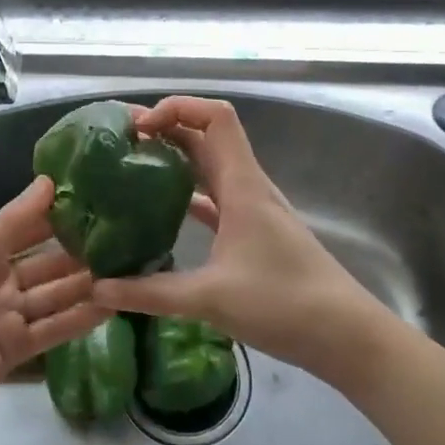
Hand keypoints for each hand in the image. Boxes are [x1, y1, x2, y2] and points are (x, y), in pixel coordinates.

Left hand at [0, 175, 105, 434]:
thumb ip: (13, 222)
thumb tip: (49, 180)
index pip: (29, 226)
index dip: (61, 215)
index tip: (103, 201)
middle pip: (47, 262)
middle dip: (82, 251)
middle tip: (129, 238)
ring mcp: (7, 315)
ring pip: (55, 295)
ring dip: (86, 284)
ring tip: (131, 269)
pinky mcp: (15, 349)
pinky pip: (53, 329)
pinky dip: (80, 319)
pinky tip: (113, 305)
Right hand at [91, 97, 386, 384]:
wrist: (346, 336)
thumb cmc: (284, 304)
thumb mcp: (210, 298)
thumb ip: (150, 293)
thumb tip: (98, 289)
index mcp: (242, 185)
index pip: (215, 117)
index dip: (176, 108)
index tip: (139, 129)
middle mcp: (248, 187)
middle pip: (206, 136)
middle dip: (165, 129)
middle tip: (119, 143)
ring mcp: (252, 210)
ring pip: (209, 167)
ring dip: (174, 160)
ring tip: (131, 169)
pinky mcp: (253, 233)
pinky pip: (214, 200)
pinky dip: (186, 195)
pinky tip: (159, 213)